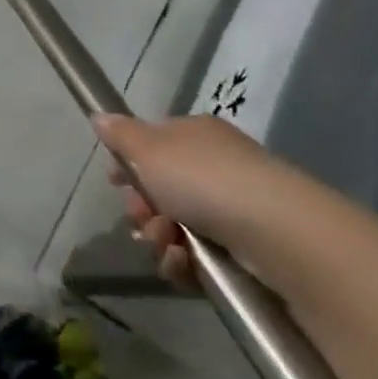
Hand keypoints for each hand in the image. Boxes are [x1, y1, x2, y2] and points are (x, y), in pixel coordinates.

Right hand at [91, 113, 322, 290]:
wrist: (277, 234)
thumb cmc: (204, 179)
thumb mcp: (149, 148)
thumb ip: (120, 135)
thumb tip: (100, 116)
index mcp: (196, 136)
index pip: (153, 145)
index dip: (130, 164)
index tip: (114, 181)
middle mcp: (216, 168)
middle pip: (159, 190)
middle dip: (141, 207)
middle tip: (141, 215)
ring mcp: (232, 211)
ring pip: (173, 227)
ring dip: (158, 237)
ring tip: (167, 243)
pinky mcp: (243, 251)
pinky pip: (196, 257)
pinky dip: (182, 262)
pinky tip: (184, 262)